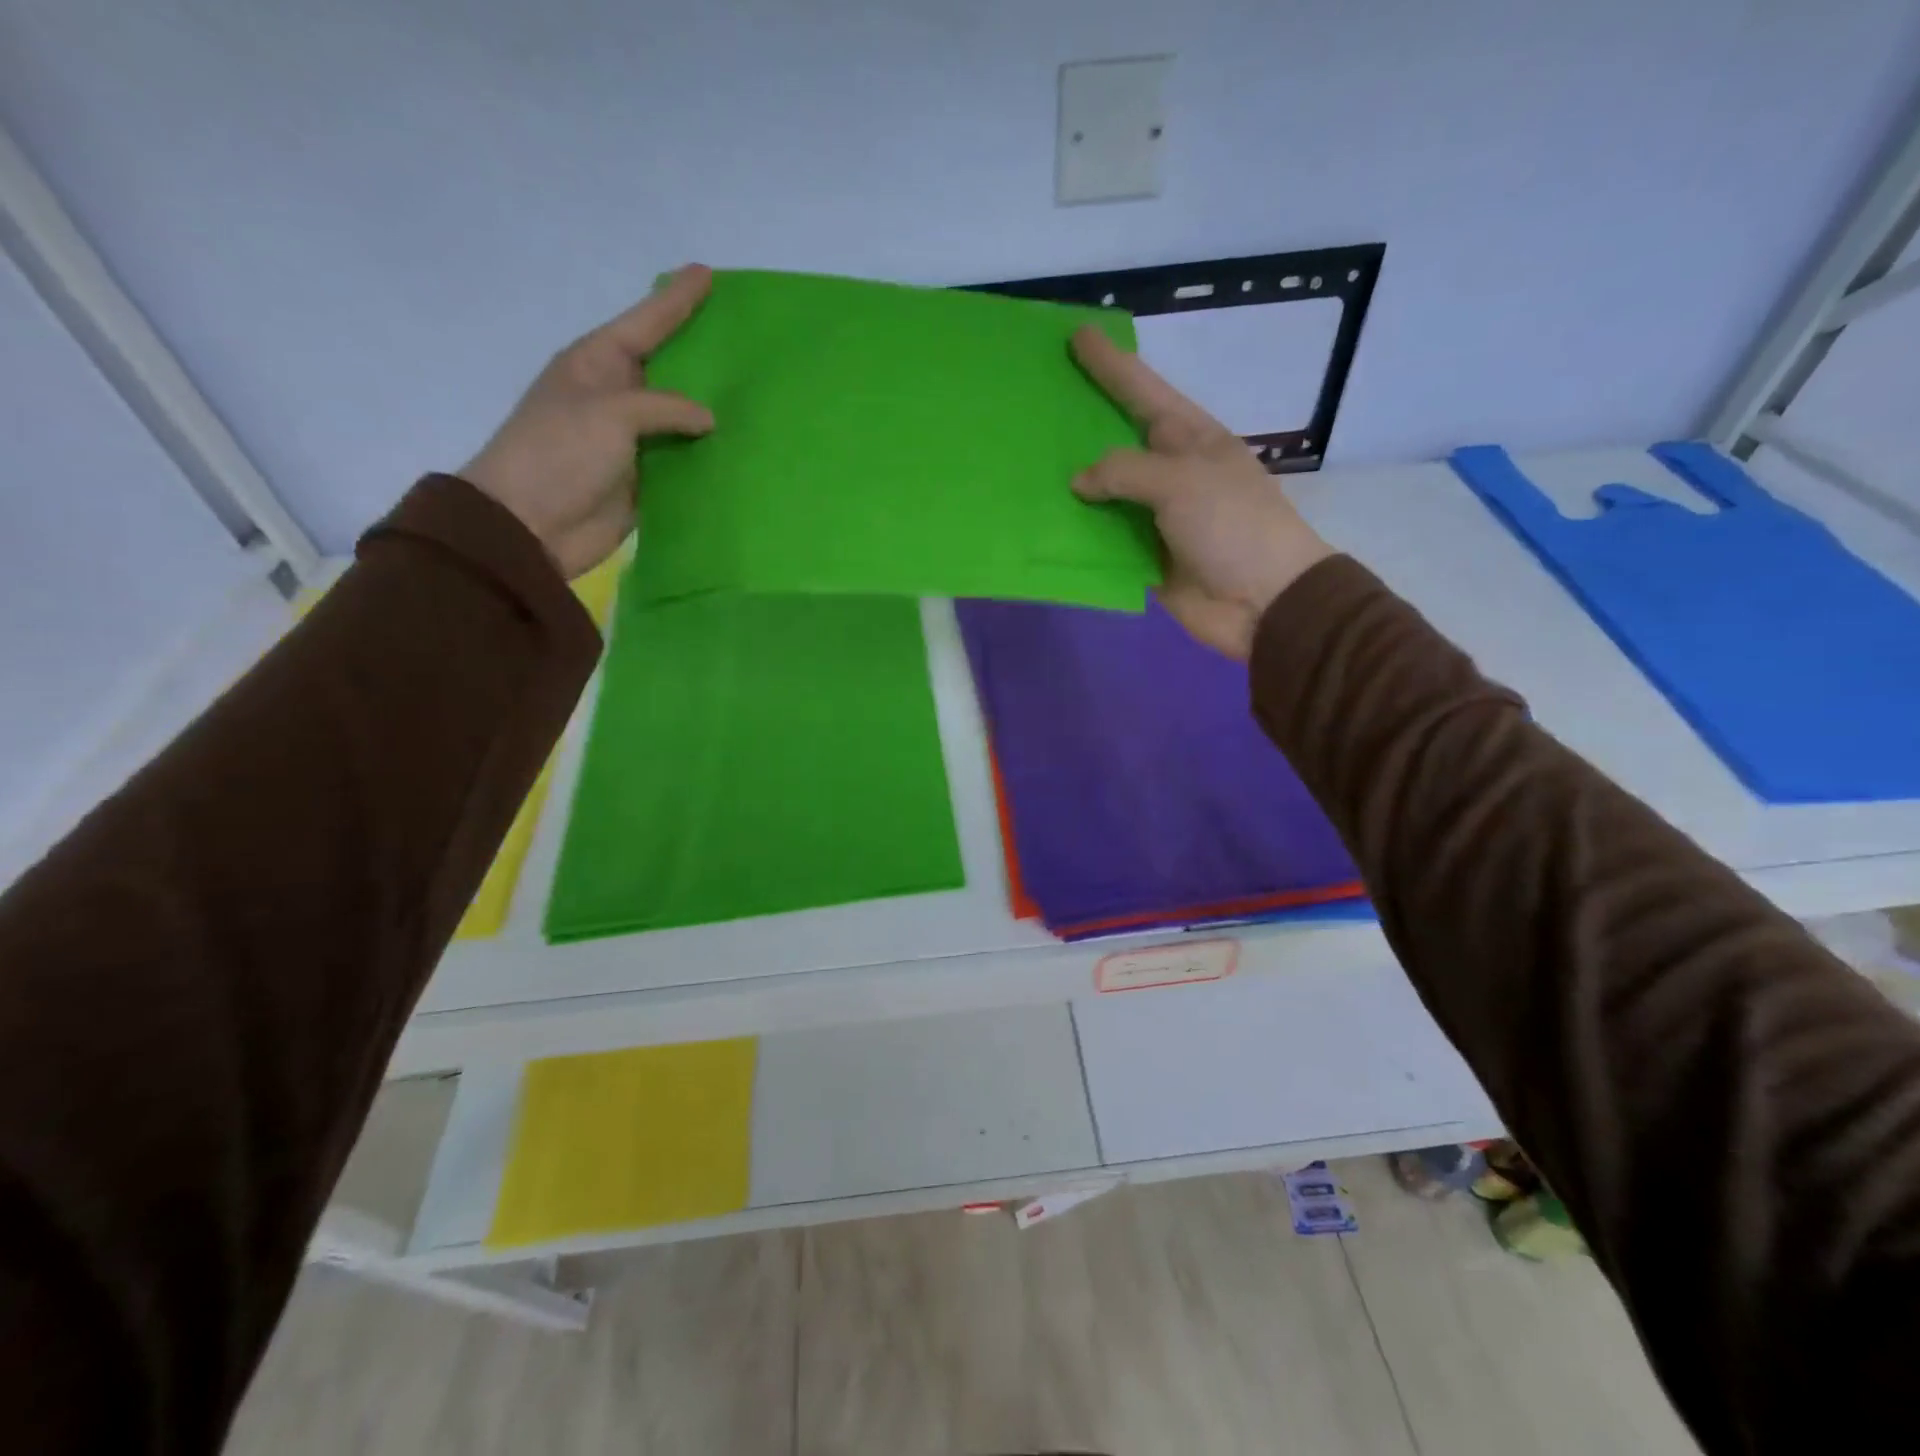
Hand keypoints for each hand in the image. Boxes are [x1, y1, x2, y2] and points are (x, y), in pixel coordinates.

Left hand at [460, 265, 715, 579]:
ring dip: (713, 411)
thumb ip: (663, 408)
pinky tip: (742, 449)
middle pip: (668, 368)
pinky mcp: (646, 481)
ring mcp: (632, 441)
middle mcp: (617, 397)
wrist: (531, 525)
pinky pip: (685, 462)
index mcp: (597, 365)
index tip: (708, 274)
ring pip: (681, 418)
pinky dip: (709, 457)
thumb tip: (709, 419)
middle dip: (702, 354)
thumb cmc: (559, 454)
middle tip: (744, 337)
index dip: (676, 300)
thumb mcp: (609, 414)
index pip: (645, 324)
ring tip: (756, 395)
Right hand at [1071, 325, 1333, 658]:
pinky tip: (1043, 521)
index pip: (1143, 391)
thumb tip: (1079, 482)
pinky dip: (1077, 532)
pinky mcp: (1144, 557)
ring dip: (1072, 483)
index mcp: (1189, 439)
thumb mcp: (1181, 482)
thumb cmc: (1232, 526)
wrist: (1262, 602)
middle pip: (1117, 439)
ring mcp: (1156, 517)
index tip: (1079, 335)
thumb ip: (1125, 472)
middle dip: (1083, 421)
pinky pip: (1103, 539)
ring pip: (1105, 493)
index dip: (1112, 364)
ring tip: (1027, 463)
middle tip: (1040, 400)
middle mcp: (1170, 472)